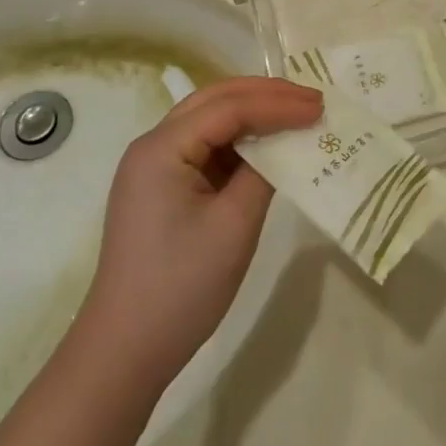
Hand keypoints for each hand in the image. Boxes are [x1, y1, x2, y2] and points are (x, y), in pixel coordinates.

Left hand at [80, 78, 321, 386]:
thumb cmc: (182, 286)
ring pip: (210, 121)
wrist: (126, 350)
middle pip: (214, 101)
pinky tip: (269, 146)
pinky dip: (240, 141)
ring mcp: (155, 168)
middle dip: (265, 95)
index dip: (277, 104)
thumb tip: (287, 141)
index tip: (320, 107)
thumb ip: (264, 172)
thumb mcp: (234, 225)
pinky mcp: (163, 189)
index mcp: (162, 148)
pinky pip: (206, 148)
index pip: (228, 107)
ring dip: (253, 113)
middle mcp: (153, 146)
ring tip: (297, 114)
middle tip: (312, 100)